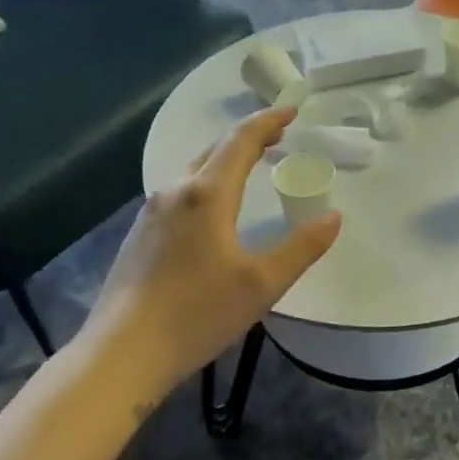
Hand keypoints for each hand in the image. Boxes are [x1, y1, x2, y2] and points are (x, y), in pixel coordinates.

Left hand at [84, 107, 339, 406]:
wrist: (125, 350)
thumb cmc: (199, 313)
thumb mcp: (262, 284)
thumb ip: (301, 248)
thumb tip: (333, 217)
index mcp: (207, 194)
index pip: (240, 141)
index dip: (268, 121)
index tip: (291, 109)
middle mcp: (174, 192)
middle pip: (213, 150)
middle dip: (246, 138)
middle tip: (276, 138)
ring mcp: (150, 213)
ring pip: (191, 172)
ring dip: (222, 162)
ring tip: (247, 169)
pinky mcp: (139, 236)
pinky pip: (177, 194)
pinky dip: (204, 186)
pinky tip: (211, 211)